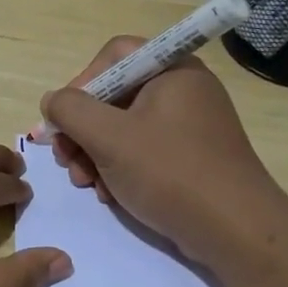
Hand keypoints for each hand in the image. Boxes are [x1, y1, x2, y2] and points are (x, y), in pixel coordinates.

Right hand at [38, 37, 287, 267]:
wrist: (235, 230)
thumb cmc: (170, 173)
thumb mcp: (109, 138)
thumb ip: (71, 111)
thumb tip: (52, 101)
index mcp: (172, 70)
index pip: (114, 56)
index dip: (82, 82)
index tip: (65, 119)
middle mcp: (183, 90)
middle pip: (115, 94)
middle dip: (83, 129)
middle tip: (67, 161)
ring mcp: (189, 125)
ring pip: (125, 127)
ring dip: (95, 153)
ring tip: (85, 183)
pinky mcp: (191, 157)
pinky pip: (144, 150)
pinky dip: (120, 168)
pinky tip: (109, 194)